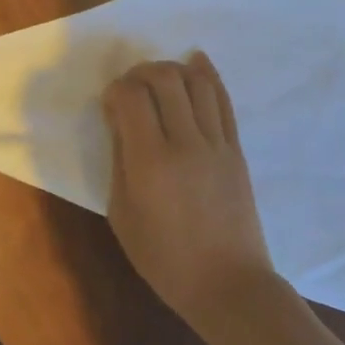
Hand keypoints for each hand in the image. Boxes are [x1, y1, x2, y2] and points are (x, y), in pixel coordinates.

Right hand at [102, 53, 277, 329]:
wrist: (227, 284)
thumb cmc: (163, 258)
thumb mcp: (122, 214)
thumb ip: (119, 162)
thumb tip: (120, 123)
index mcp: (150, 161)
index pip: (132, 97)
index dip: (115, 90)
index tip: (109, 104)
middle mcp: (186, 142)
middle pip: (165, 79)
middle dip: (141, 72)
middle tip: (130, 88)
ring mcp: (217, 143)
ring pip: (197, 82)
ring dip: (173, 70)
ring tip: (159, 80)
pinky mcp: (236, 149)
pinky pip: (223, 101)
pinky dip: (208, 75)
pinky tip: (196, 61)